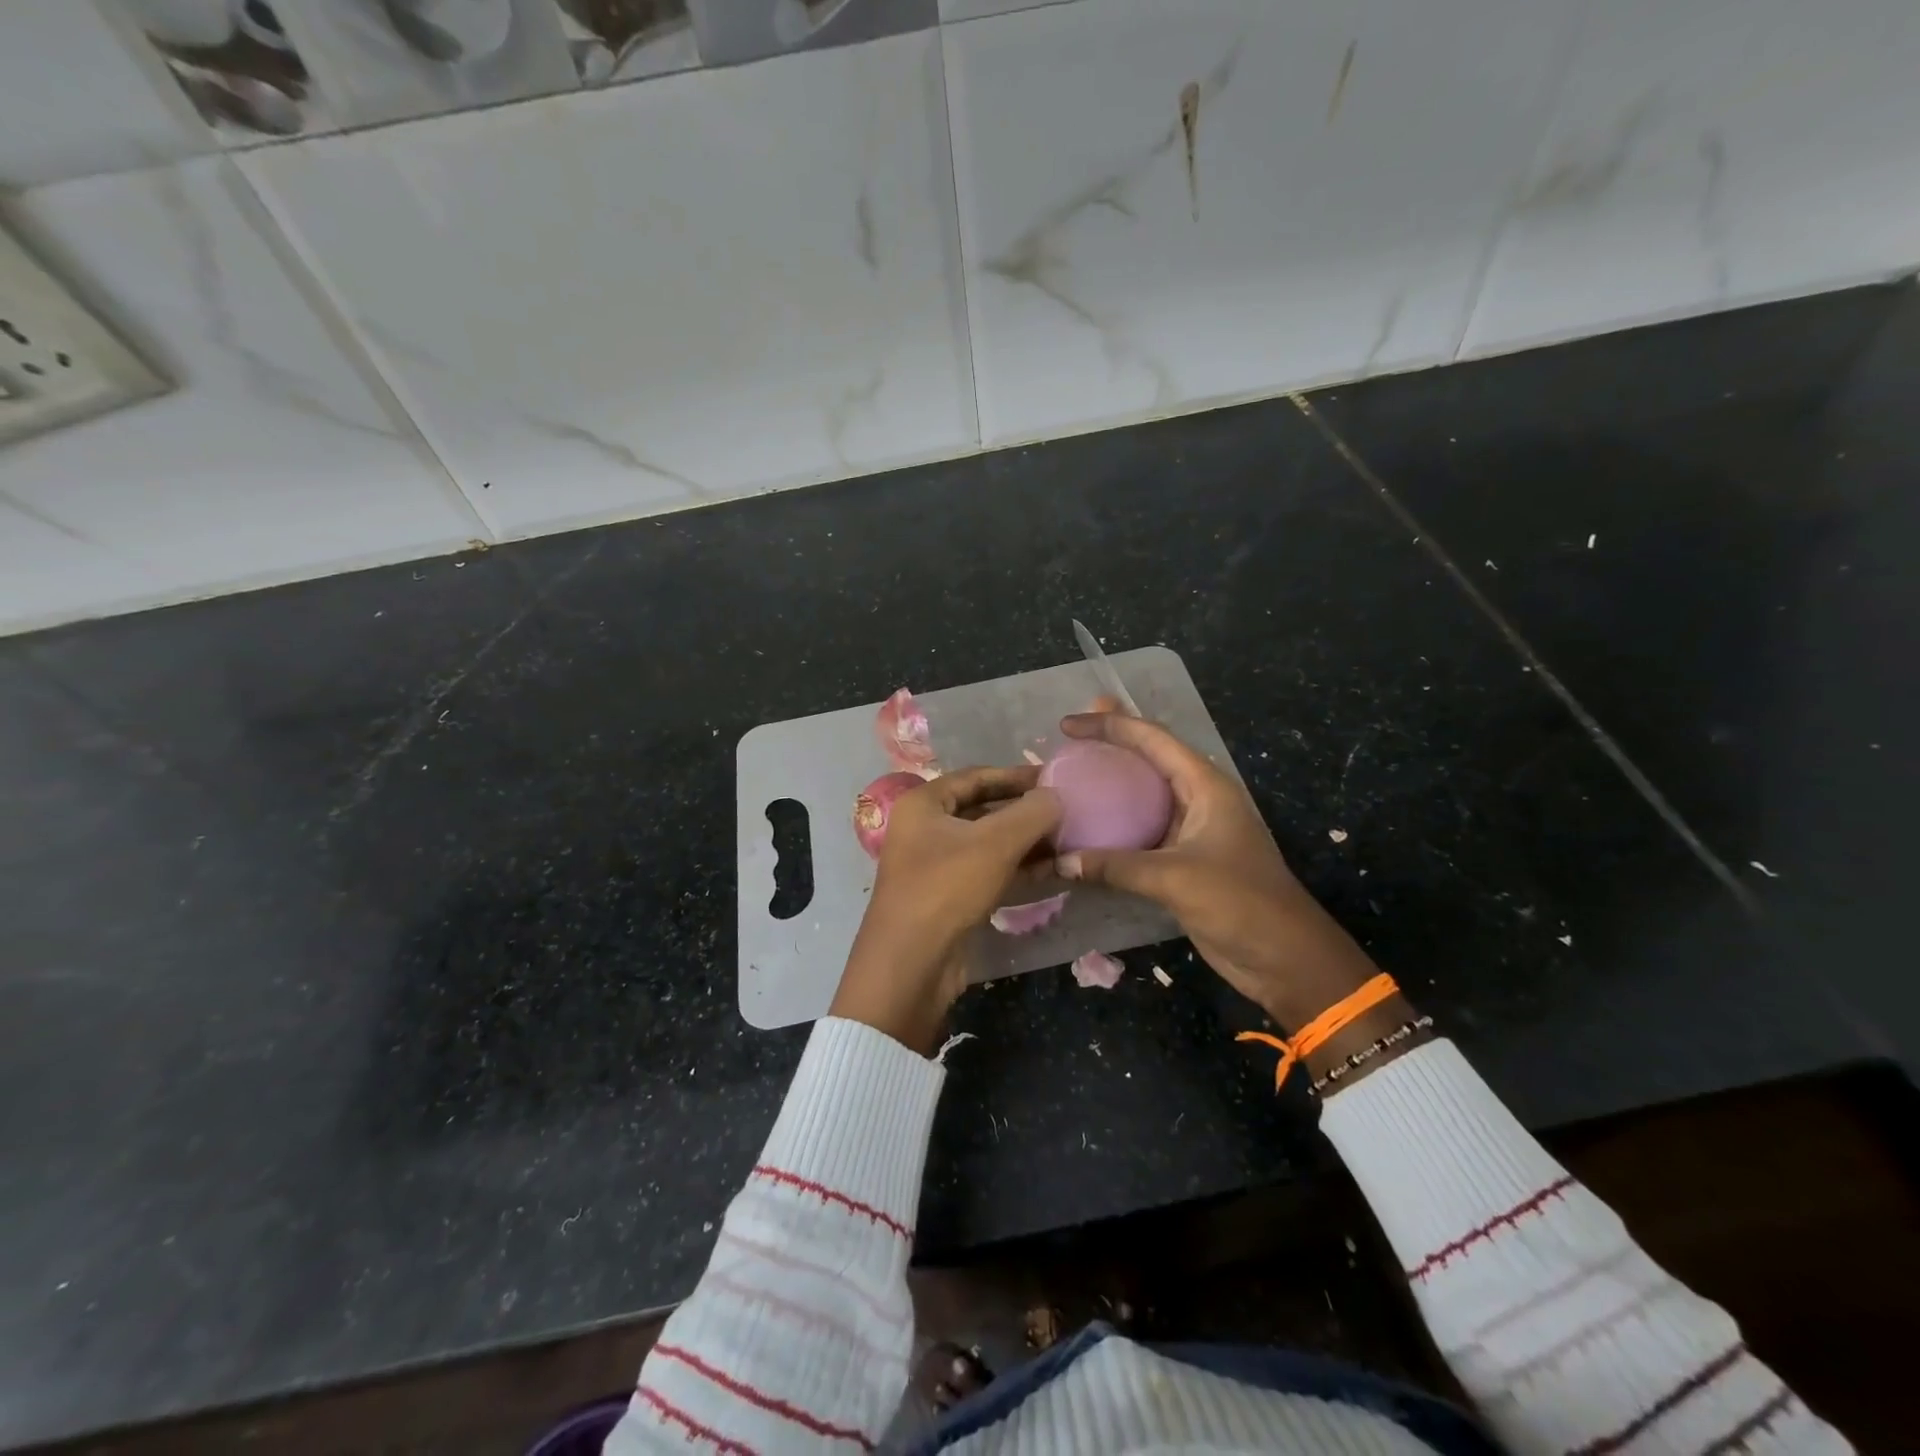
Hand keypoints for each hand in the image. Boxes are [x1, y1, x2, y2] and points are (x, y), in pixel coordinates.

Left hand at [832, 766, 1061, 1054]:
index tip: (1055, 778)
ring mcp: (935, 865)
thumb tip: (1057, 796)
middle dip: (1024, 811)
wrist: (912, 965)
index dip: (1016, 776)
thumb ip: (1031, 813)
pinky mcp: (949, 897)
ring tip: (1067, 840)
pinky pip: (988, 871)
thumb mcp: (995, 843)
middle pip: (983, 809)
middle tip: (1067, 811)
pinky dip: (1017, 868)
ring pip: (988, 843)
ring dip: (1026, 841)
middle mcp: (925, 829)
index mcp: (923, 804)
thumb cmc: (947, 888)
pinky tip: (1052, 869)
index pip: (976, 777)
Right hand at [1053, 711, 1383, 1030]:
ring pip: (1142, 796)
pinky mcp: (1182, 861)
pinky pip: (1140, 832)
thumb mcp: (1174, 878)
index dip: (1110, 725)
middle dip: (1111, 742)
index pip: (1153, 739)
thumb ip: (1115, 866)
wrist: (1284, 958)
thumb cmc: (1240, 902)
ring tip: (1070, 776)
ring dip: (1109, 785)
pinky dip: (1113, 826)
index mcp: (1206, 785)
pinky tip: (1084, 829)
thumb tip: (1061, 861)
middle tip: (1066, 737)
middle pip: (1148, 758)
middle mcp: (1198, 799)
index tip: (1067, 725)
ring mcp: (1191, 831)